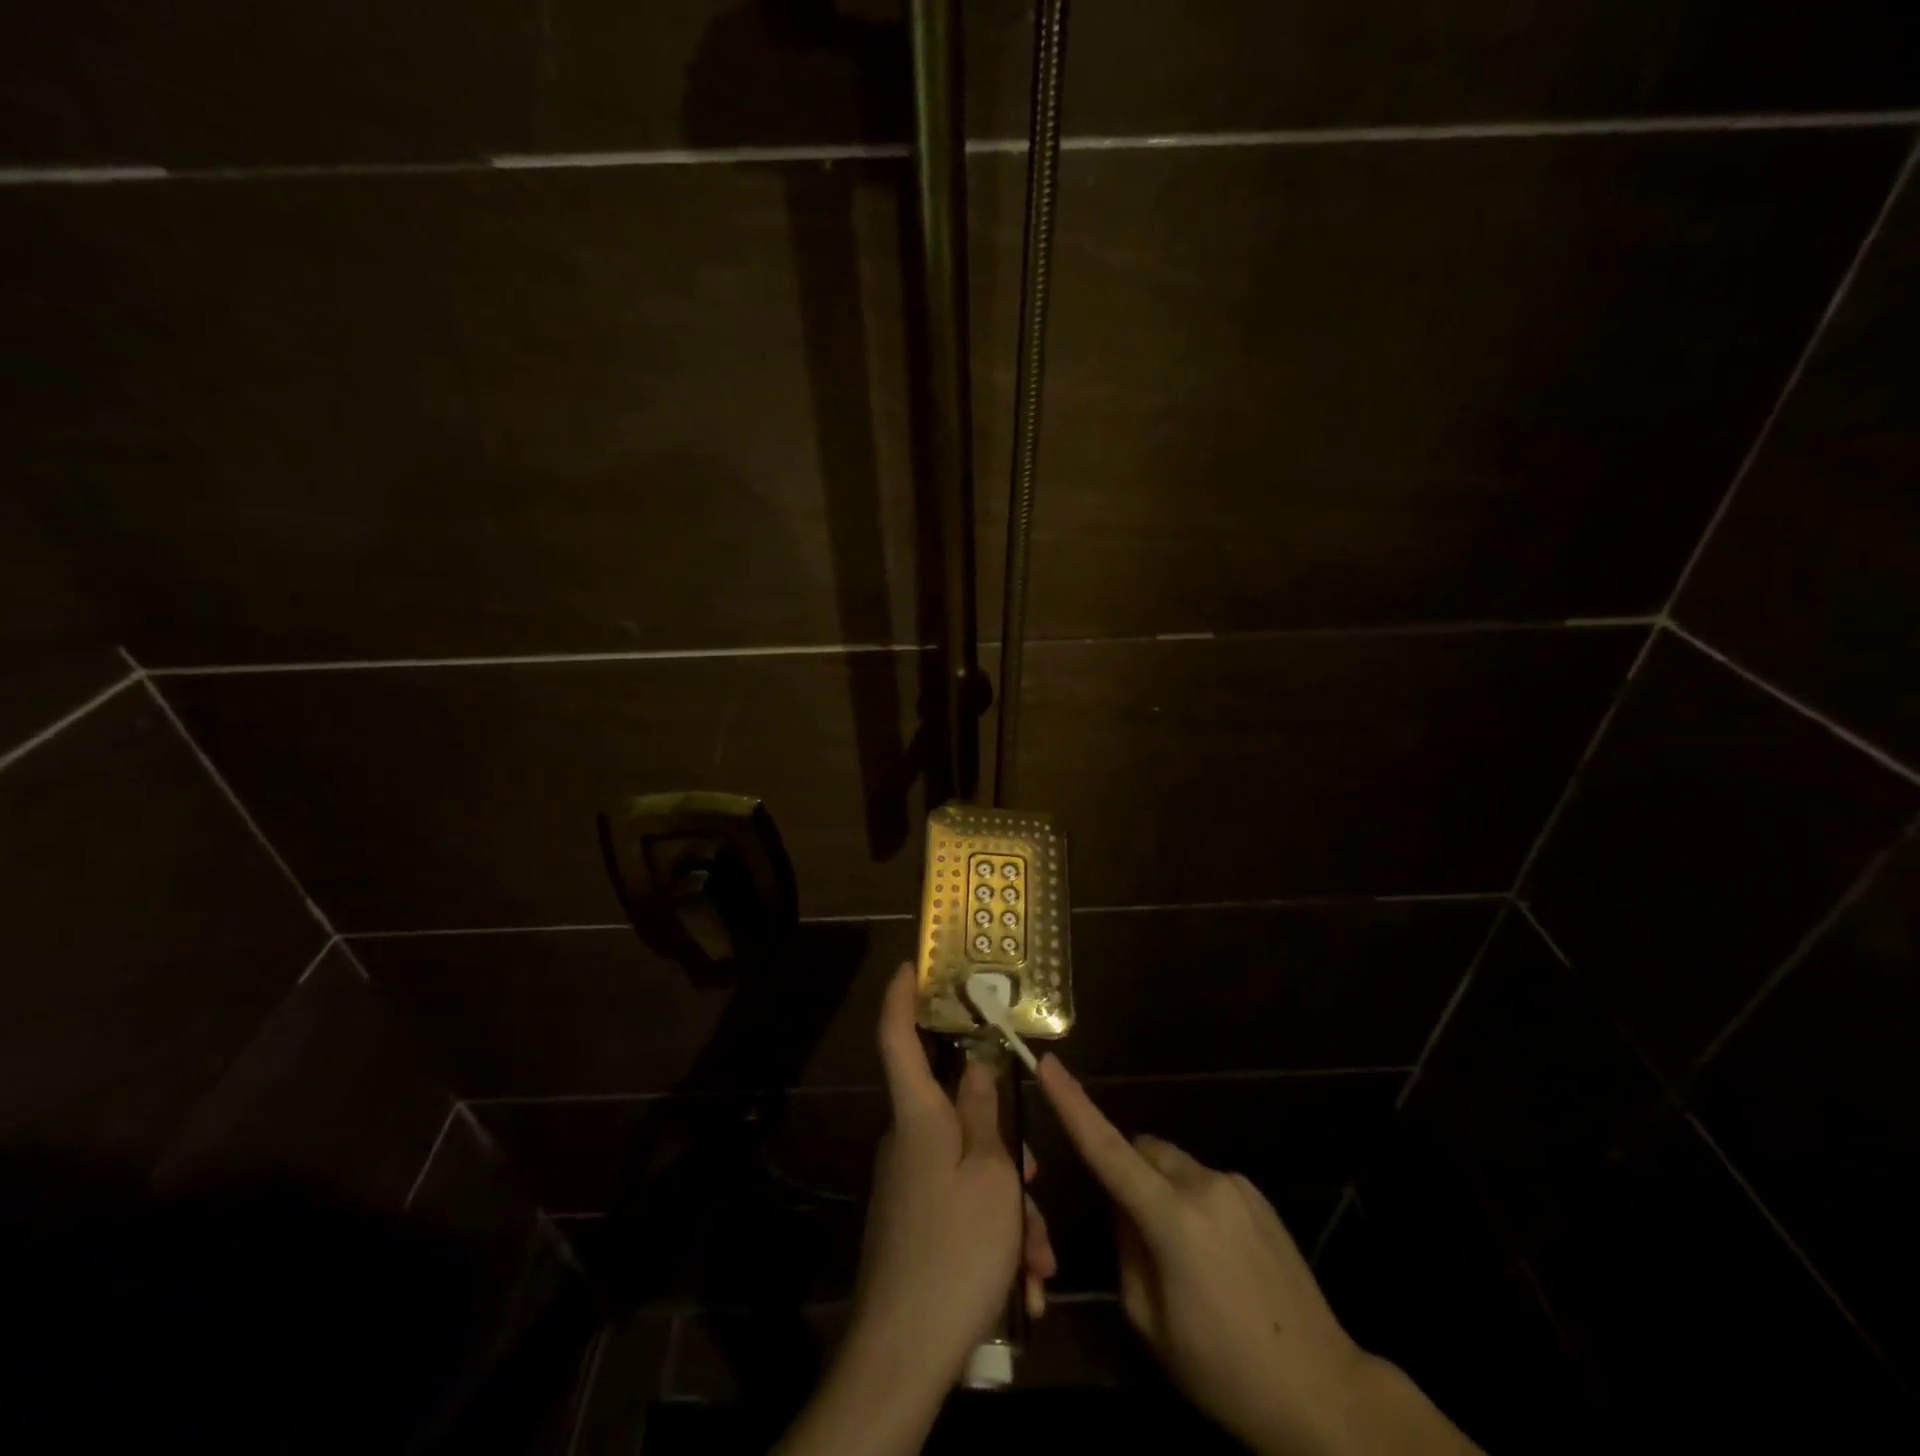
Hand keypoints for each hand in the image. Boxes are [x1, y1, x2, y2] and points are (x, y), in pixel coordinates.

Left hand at [777, 967, 1055, 1455]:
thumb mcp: (991, 1175)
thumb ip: (984, 1114)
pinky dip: (996, 1238)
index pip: (898, 1038)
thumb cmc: (955, 1248)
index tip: (908, 965)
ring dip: (1011, 1208)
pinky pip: (963, 1210)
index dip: (900, 997)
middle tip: (1037, 1177)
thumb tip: (975, 1066)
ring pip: (972, 1172)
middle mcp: (908, 1142)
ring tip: (1037, 1262)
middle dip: (1005, 1143)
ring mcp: (909, 1186)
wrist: (903, 1357)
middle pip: (958, 1116)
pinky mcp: (915, 1226)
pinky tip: (1023, 1288)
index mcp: (919, 1116)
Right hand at [1037, 1055, 1478, 1455]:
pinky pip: (1205, 1182)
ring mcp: (1235, 1185)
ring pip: (1173, 1166)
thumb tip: (1124, 1210)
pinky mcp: (1257, 1194)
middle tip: (1134, 1234)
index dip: (1073, 1105)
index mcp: (1171, 1219)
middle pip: (1142, 1151)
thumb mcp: (1151, 1324)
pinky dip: (1191, 1202)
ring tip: (1184, 1259)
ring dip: (1161, 1190)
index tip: (1048, 1064)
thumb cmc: (1224, 1372)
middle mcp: (1203, 1185)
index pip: (1107, 1149)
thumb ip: (1126, 1251)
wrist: (1323, 1392)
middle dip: (1127, 1173)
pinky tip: (1216, 1259)